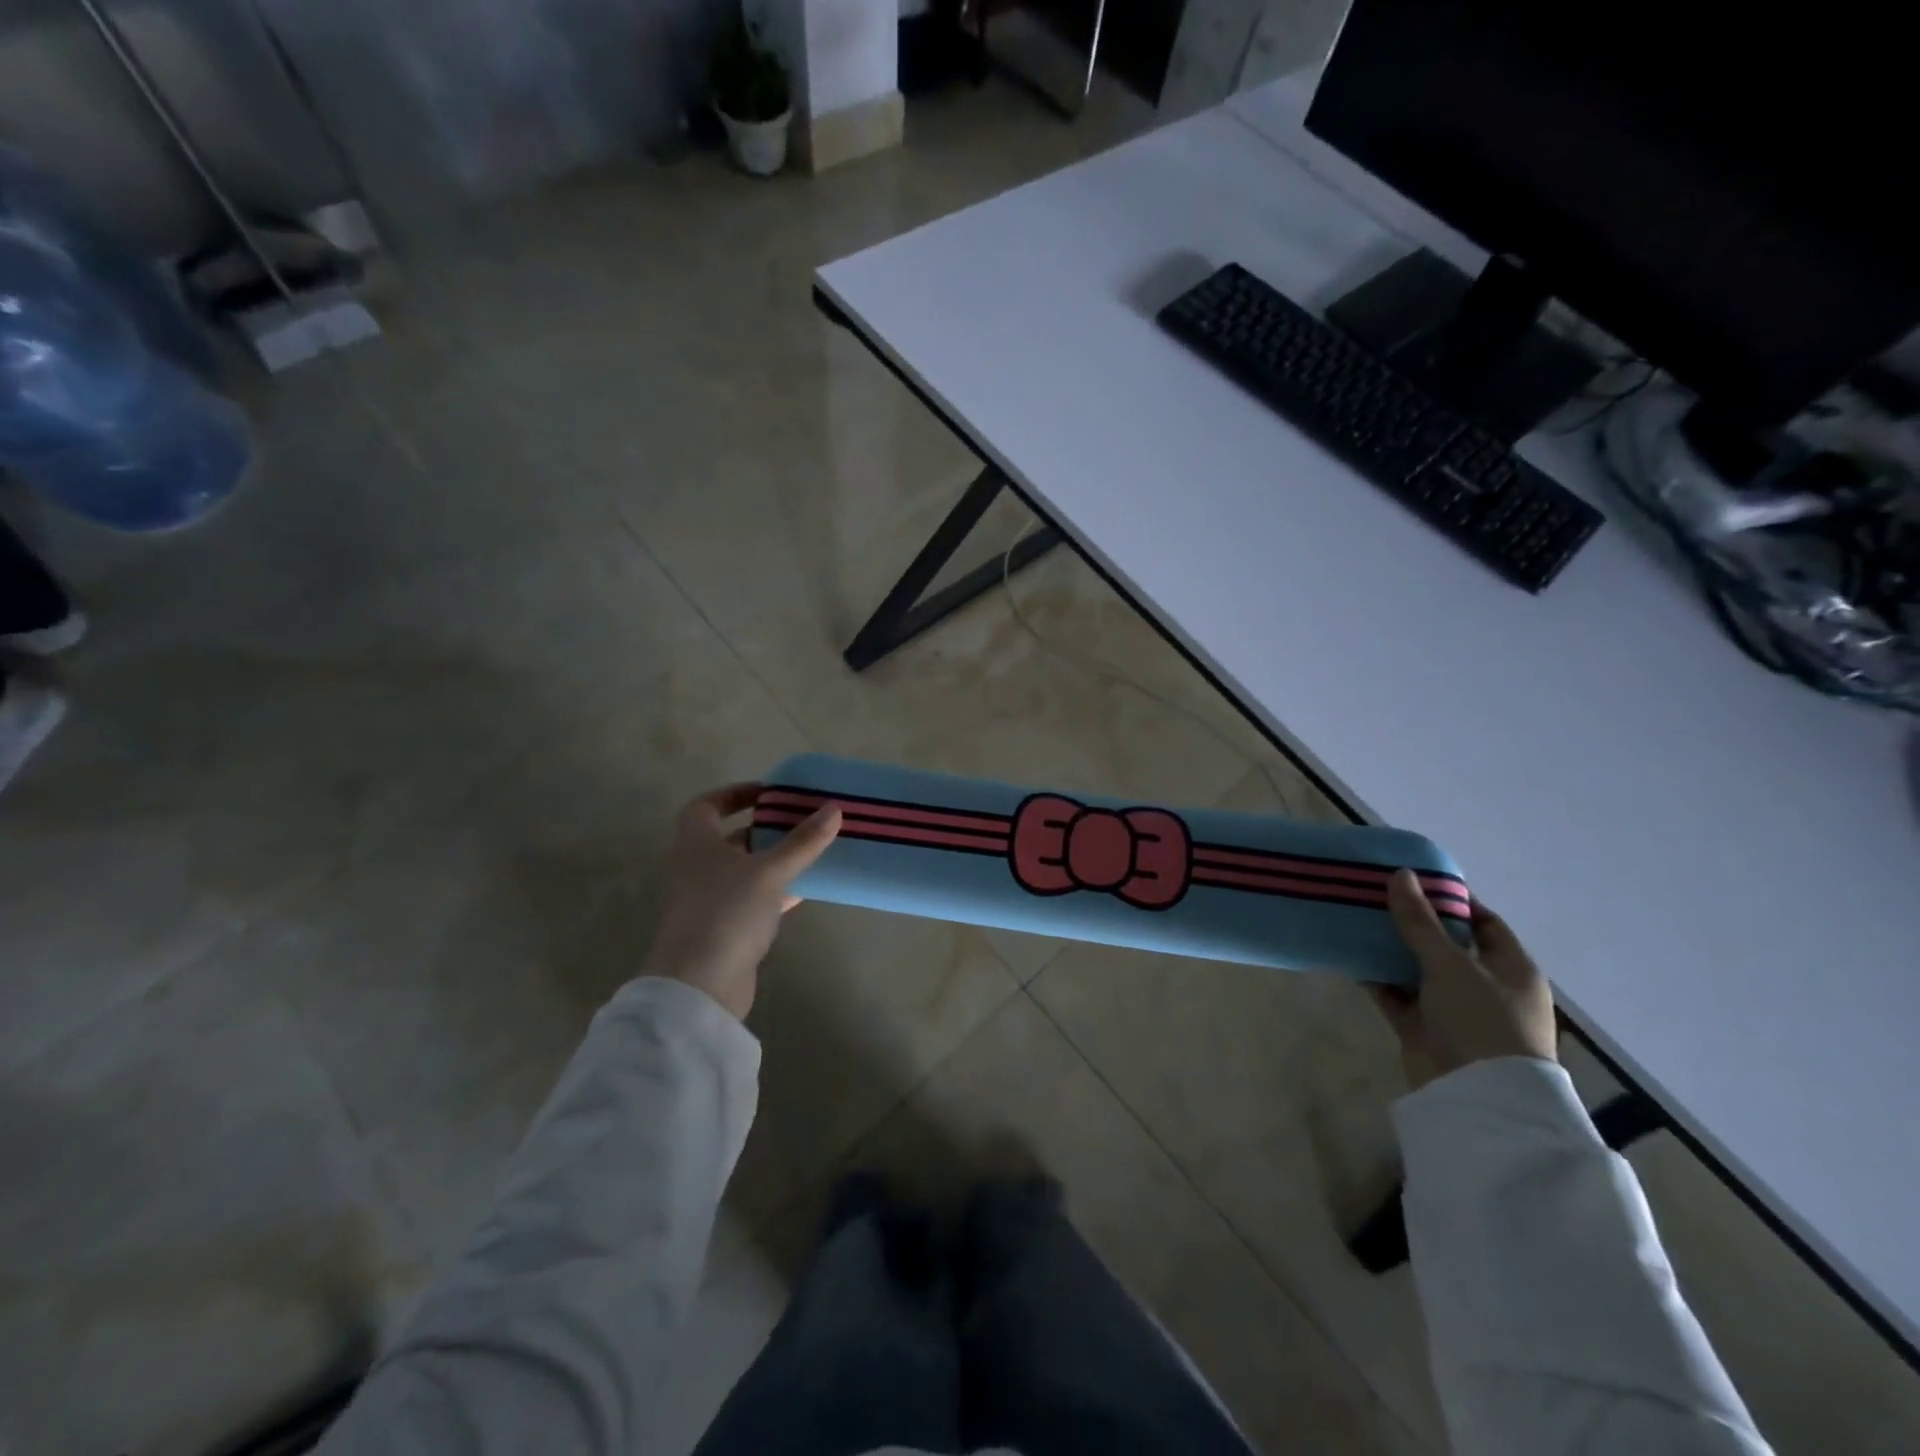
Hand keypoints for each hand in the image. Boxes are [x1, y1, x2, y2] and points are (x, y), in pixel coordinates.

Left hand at [642, 784, 840, 1018]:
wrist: (700, 985)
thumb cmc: (727, 912)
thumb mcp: (770, 871)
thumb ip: (802, 841)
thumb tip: (834, 809)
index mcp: (696, 844)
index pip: (707, 805)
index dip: (735, 794)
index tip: (769, 793)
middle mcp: (695, 868)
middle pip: (728, 838)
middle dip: (763, 828)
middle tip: (799, 821)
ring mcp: (706, 901)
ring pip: (742, 871)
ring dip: (771, 861)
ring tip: (809, 852)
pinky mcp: (721, 929)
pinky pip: (750, 900)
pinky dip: (773, 892)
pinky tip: (803, 890)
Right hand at [1370, 869, 1556, 1089]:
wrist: (1477, 1098)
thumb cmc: (1481, 1020)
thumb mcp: (1451, 964)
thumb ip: (1420, 921)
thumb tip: (1401, 874)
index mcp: (1511, 968)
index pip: (1483, 923)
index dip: (1452, 900)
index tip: (1413, 880)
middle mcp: (1484, 986)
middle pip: (1445, 944)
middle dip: (1412, 922)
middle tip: (1374, 895)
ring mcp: (1453, 1009)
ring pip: (1416, 968)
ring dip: (1389, 948)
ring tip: (1354, 918)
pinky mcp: (1423, 1028)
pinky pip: (1395, 994)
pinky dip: (1376, 977)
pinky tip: (1348, 955)